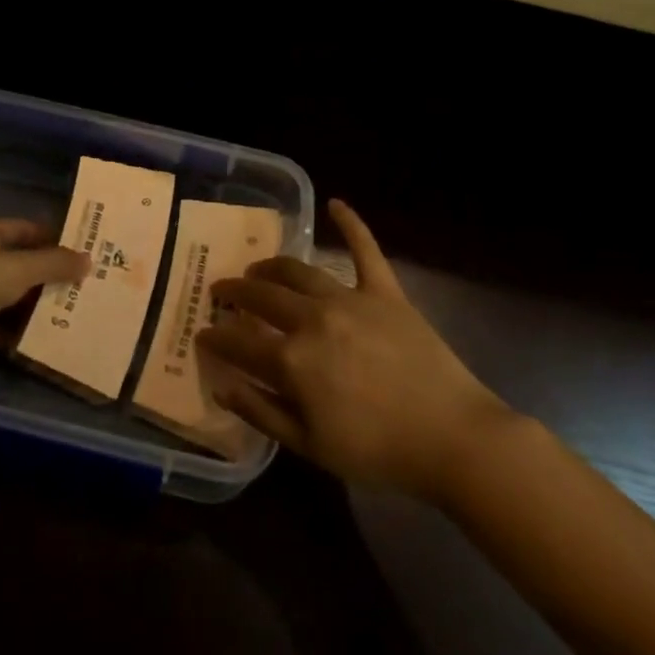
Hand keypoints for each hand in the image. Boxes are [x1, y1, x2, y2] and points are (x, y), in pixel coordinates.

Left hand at [0, 219, 86, 365]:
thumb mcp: (20, 268)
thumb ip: (54, 264)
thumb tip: (88, 259)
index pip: (24, 229)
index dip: (52, 238)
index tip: (81, 252)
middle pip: (17, 264)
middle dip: (47, 275)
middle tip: (82, 286)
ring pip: (7, 296)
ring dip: (33, 305)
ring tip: (70, 313)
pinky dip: (15, 332)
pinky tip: (43, 339)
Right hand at [199, 199, 510, 498]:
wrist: (452, 438)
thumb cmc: (378, 451)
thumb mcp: (310, 446)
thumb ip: (261, 412)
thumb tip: (221, 385)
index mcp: (292, 360)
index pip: (239, 341)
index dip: (216, 337)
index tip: (202, 333)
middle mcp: (313, 319)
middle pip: (262, 297)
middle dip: (236, 292)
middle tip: (222, 291)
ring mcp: (350, 299)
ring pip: (299, 271)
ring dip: (272, 267)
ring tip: (258, 269)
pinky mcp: (385, 291)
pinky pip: (365, 250)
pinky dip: (351, 224)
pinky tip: (336, 203)